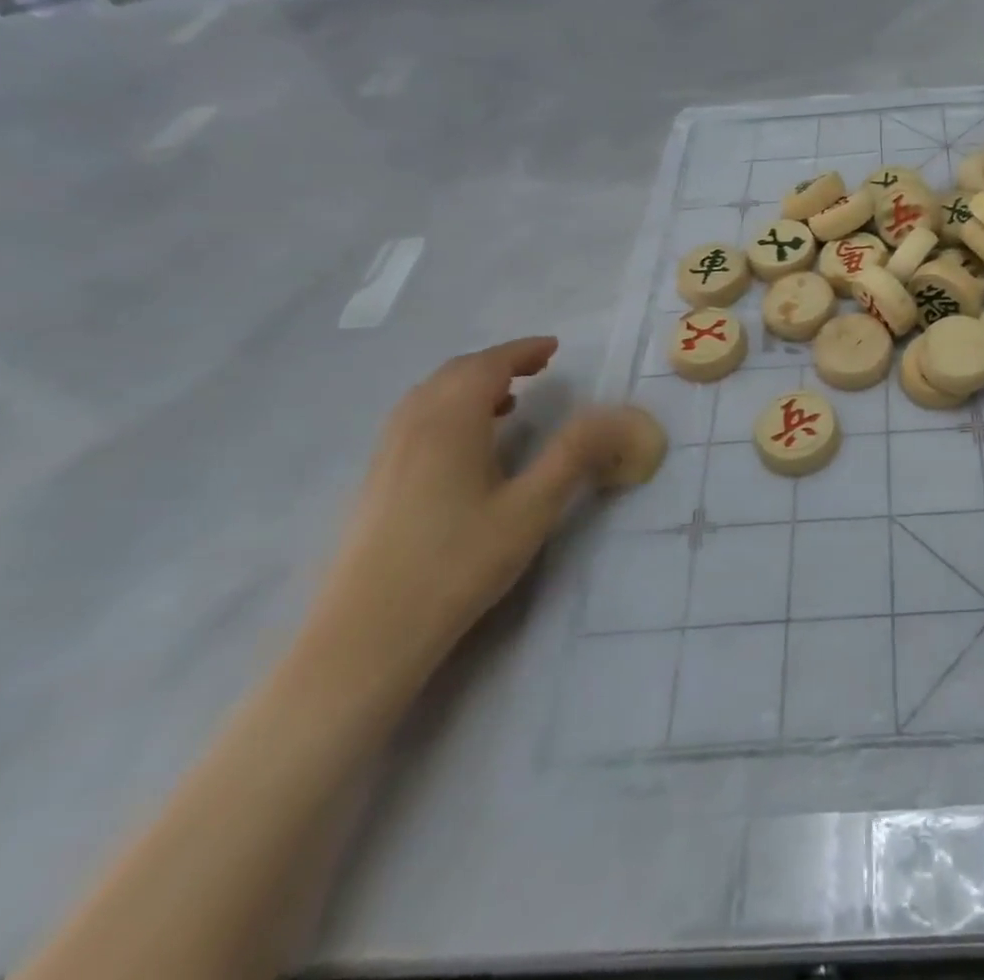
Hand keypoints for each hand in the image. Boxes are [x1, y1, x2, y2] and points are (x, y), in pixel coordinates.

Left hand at [309, 337, 626, 683]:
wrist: (366, 634)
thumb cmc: (457, 564)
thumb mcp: (531, 508)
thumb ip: (574, 454)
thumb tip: (617, 414)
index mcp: (450, 422)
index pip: (488, 365)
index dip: (522, 351)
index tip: (554, 348)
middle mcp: (413, 425)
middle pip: (456, 373)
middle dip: (499, 362)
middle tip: (538, 368)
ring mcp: (387, 453)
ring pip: (430, 395)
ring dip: (471, 384)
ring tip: (508, 400)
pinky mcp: (375, 480)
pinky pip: (415, 419)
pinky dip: (448, 408)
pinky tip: (466, 444)